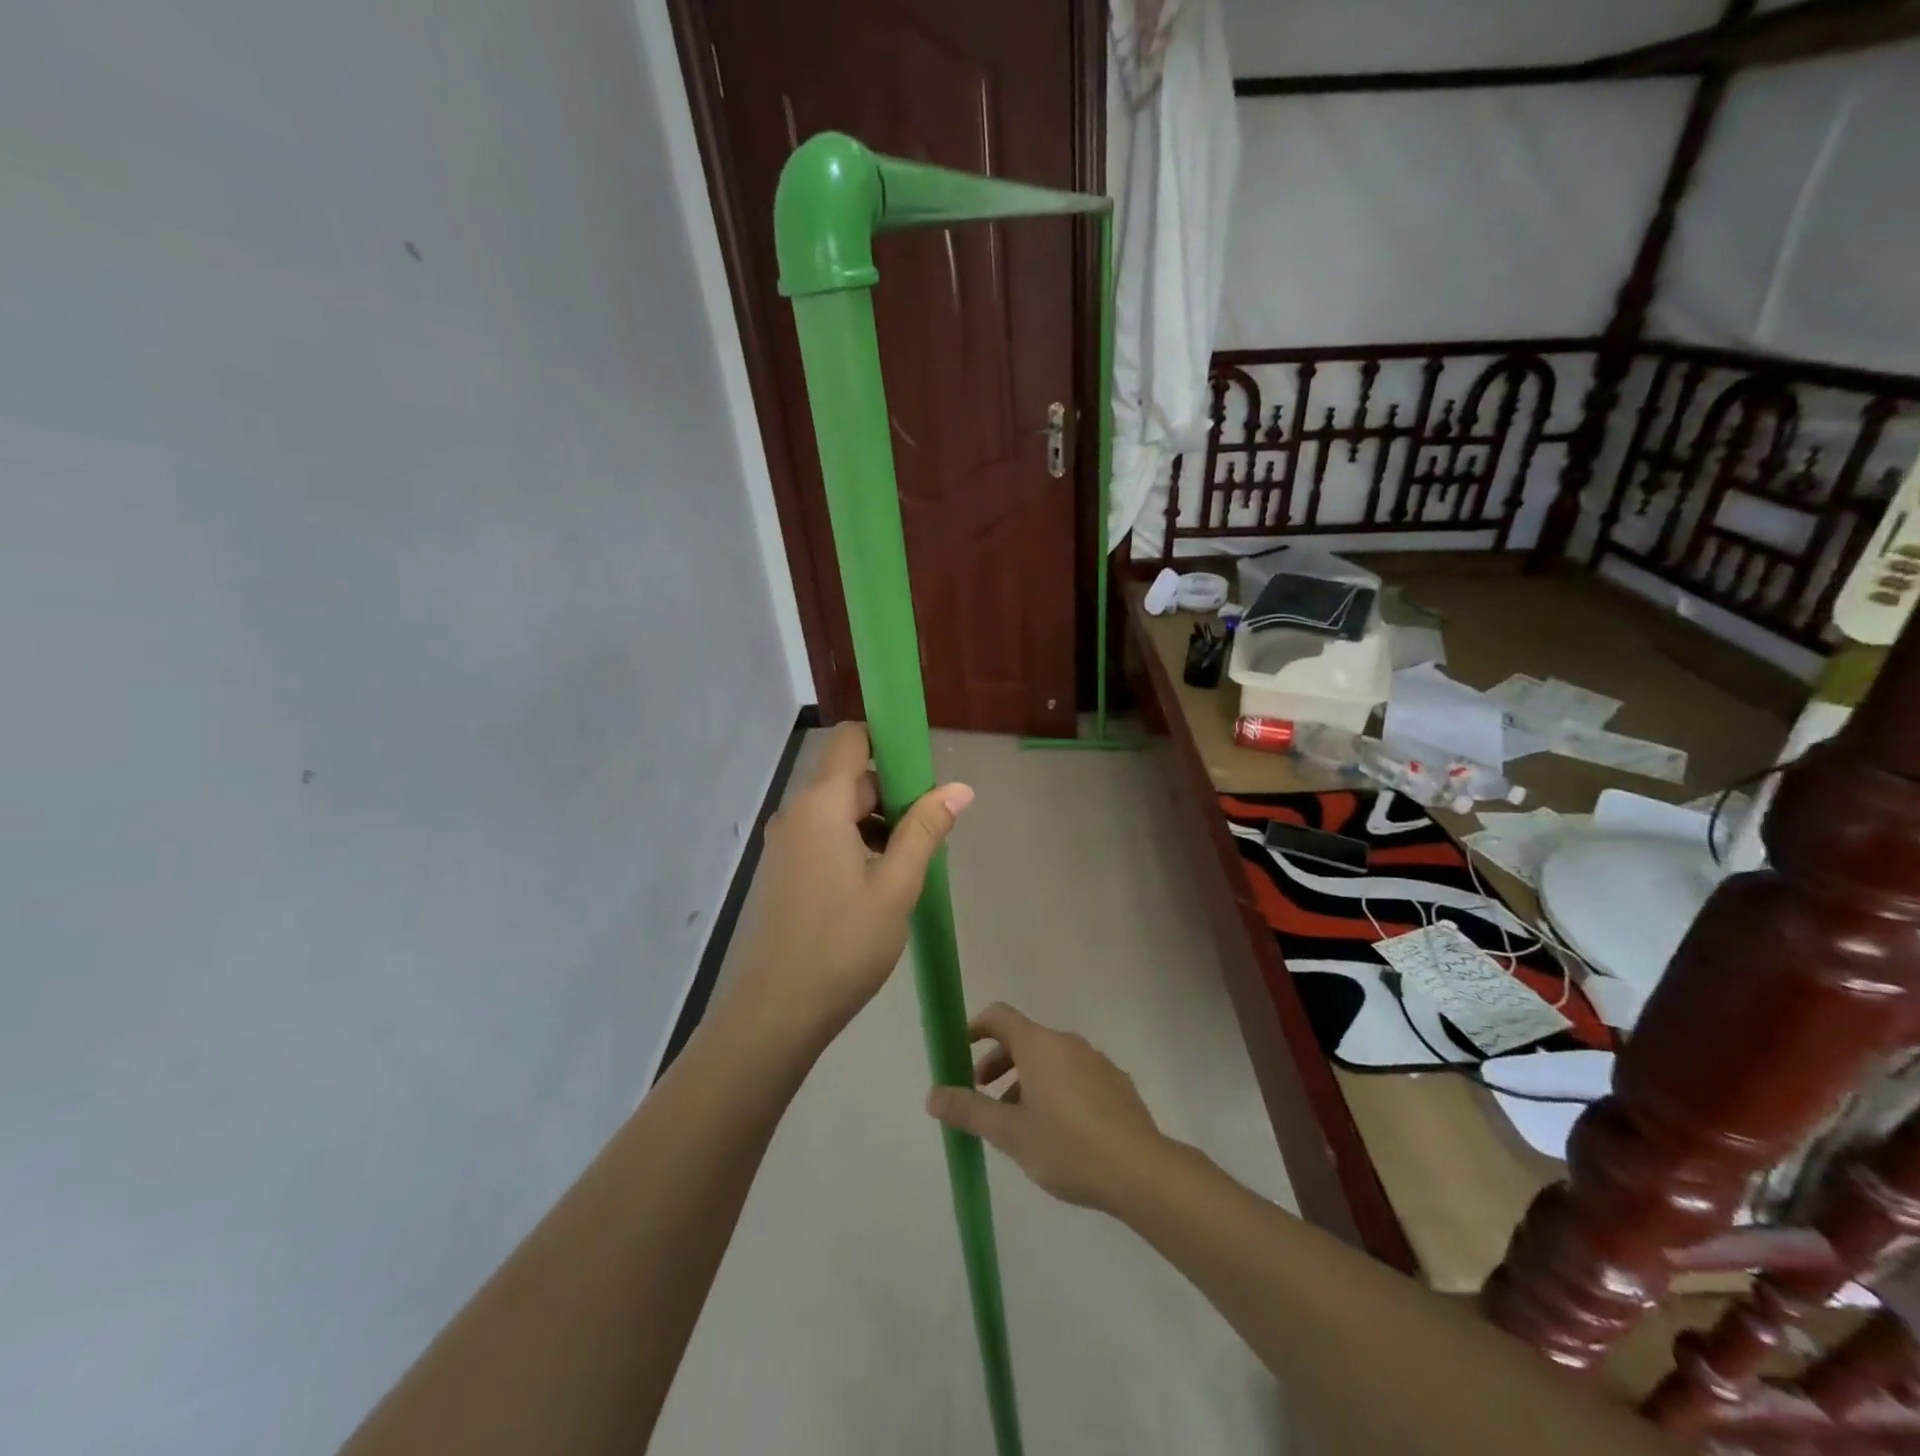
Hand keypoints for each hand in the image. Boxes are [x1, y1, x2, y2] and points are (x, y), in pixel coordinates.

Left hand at [734, 723, 972, 1042]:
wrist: (777, 1010)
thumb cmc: (843, 944)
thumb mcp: (897, 885)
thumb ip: (926, 829)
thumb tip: (960, 787)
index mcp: (821, 805)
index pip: (852, 739)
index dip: (889, 742)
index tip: (925, 771)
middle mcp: (797, 813)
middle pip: (850, 778)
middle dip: (894, 793)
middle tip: (930, 833)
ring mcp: (786, 843)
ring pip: (840, 810)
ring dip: (877, 823)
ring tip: (910, 865)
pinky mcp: (784, 869)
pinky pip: (825, 836)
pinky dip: (856, 843)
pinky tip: (880, 882)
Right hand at [925, 1003, 1166, 1211]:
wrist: (1140, 1171)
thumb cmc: (1067, 1147)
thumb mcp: (1009, 1134)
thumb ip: (968, 1111)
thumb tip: (932, 1095)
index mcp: (1039, 1045)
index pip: (999, 1016)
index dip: (975, 1028)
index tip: (959, 1052)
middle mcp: (1068, 1043)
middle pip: (1024, 1039)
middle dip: (998, 1063)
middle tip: (983, 1097)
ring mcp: (1097, 1061)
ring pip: (1051, 1060)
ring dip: (1027, 1080)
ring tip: (1019, 1123)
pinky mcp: (1117, 1084)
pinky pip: (1076, 1075)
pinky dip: (1057, 1090)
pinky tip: (1059, 1132)